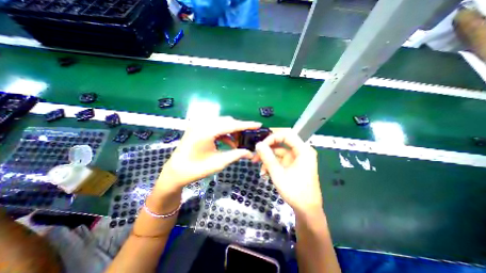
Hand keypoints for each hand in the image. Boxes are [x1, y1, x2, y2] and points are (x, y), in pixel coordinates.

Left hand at [156, 116, 262, 194]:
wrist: (175, 172)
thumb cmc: (195, 169)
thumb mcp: (218, 163)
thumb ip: (236, 155)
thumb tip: (250, 153)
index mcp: (207, 131)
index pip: (231, 125)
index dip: (246, 125)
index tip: (258, 124)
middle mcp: (203, 123)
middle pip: (227, 121)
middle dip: (239, 129)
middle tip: (248, 138)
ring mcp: (199, 124)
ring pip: (222, 123)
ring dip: (232, 131)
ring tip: (238, 143)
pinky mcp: (198, 128)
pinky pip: (215, 127)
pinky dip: (224, 133)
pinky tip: (229, 143)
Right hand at [254, 130, 321, 214]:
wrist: (306, 210)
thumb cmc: (295, 192)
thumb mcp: (278, 173)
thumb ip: (267, 157)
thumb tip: (258, 144)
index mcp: (303, 151)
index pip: (286, 135)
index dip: (272, 137)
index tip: (261, 145)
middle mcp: (301, 152)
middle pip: (281, 143)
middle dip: (267, 149)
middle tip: (256, 154)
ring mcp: (296, 158)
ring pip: (279, 152)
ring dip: (268, 159)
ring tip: (259, 167)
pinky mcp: (293, 164)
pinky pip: (280, 160)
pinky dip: (272, 164)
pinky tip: (265, 172)